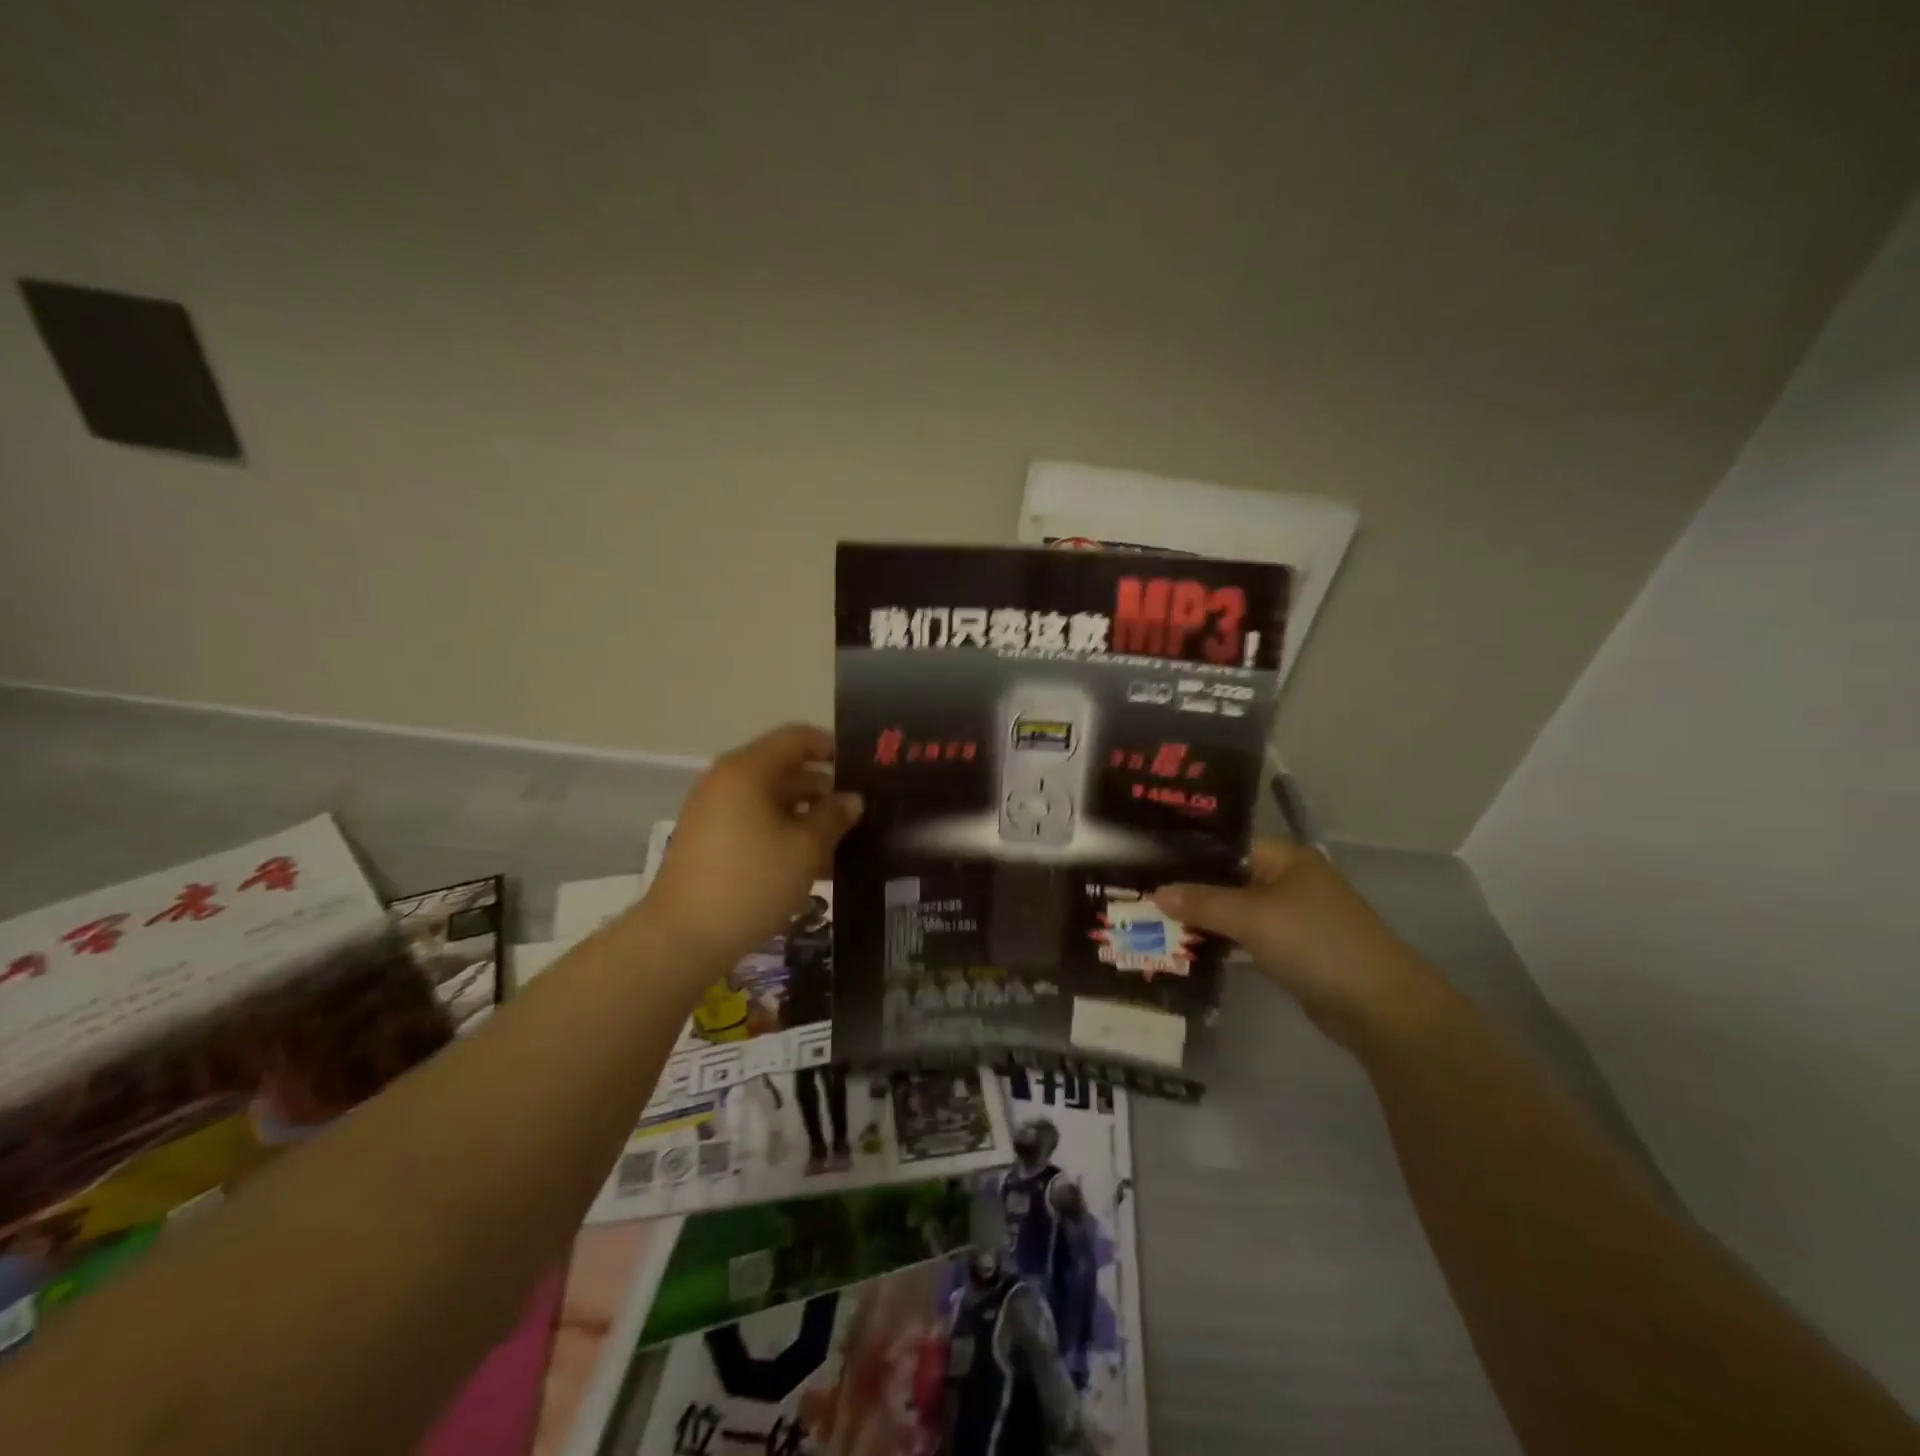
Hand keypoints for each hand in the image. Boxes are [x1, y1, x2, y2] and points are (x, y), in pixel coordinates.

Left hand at [643, 724, 861, 970]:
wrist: (683, 937)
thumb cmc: (752, 882)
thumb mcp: (806, 848)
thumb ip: (834, 817)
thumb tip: (852, 799)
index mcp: (748, 770)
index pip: (796, 738)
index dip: (831, 747)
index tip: (862, 770)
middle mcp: (727, 781)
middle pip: (784, 769)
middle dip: (823, 789)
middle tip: (860, 812)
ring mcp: (713, 811)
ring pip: (771, 800)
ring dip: (806, 816)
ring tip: (842, 842)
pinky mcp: (709, 840)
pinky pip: (754, 823)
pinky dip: (783, 833)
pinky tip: (811, 864)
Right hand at [1153, 840, 1446, 1050]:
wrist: (1378, 1006)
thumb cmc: (1315, 943)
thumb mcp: (1252, 916)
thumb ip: (1202, 901)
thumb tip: (1156, 892)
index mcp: (1285, 857)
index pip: (1226, 844)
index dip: (1188, 852)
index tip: (1146, 860)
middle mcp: (1288, 880)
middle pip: (1228, 877)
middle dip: (1189, 887)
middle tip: (1141, 892)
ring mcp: (1291, 916)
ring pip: (1235, 909)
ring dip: (1202, 917)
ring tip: (1153, 918)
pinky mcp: (1291, 949)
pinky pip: (1246, 936)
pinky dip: (1221, 939)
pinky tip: (1186, 945)